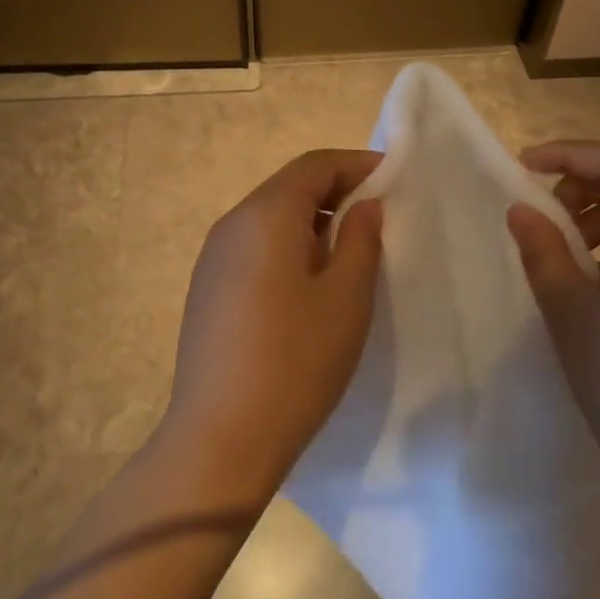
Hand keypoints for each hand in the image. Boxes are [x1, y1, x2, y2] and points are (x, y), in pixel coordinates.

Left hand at [153, 149, 384, 502]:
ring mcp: (212, 258)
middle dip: (334, 190)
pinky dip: (286, 245)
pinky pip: (252, 247)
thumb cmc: (297, 360)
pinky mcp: (207, 288)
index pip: (313, 166)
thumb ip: (361, 240)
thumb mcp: (346, 297)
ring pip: (268, 218)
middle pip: (287, 187)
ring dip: (310, 220)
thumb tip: (363, 205)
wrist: (222, 435)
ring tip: (348, 248)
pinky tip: (307, 281)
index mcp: (265, 216)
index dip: (355, 163)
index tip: (392, 175)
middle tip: (376, 212)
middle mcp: (231, 225)